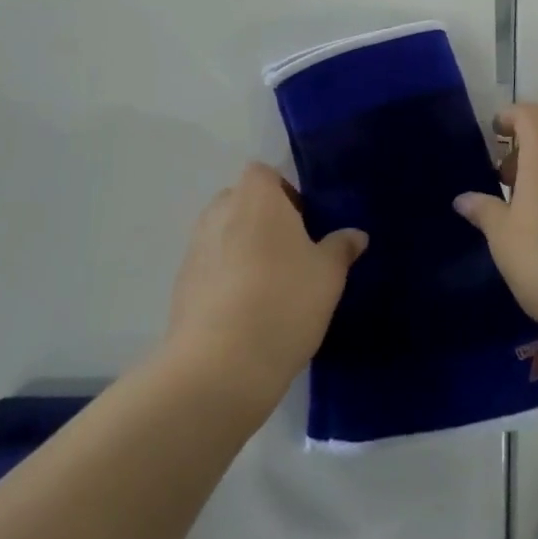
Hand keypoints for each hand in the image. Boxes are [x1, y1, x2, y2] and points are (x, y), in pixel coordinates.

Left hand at [163, 163, 366, 412]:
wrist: (220, 364)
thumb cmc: (284, 301)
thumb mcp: (328, 275)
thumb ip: (341, 248)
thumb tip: (355, 235)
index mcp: (256, 197)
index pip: (264, 173)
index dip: (284, 193)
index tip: (304, 224)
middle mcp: (219, 212)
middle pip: (242, 202)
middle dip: (263, 220)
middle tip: (291, 254)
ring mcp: (195, 247)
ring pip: (224, 235)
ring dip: (242, 249)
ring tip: (269, 287)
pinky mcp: (181, 283)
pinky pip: (209, 267)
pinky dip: (225, 278)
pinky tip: (245, 312)